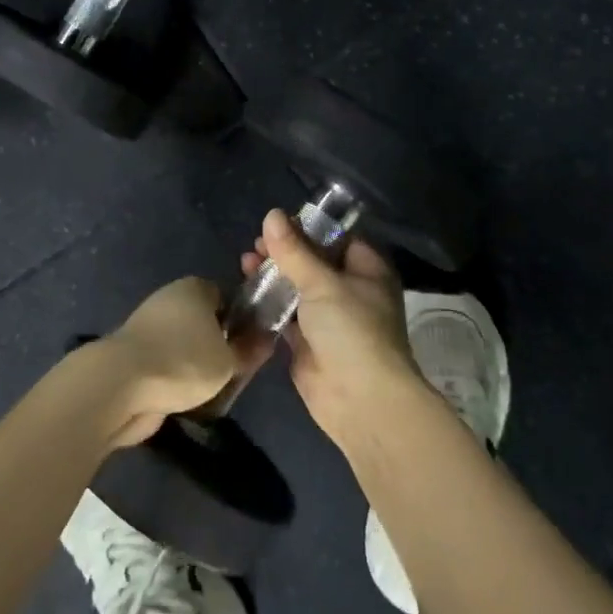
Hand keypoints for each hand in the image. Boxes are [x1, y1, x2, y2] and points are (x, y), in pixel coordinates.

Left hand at [89, 277, 275, 448]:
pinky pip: (166, 364)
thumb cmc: (183, 360)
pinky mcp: (133, 355)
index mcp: (194, 288)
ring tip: (212, 390)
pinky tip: (186, 398)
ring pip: (185, 344)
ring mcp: (148, 327)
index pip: (227, 297)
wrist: (119, 385)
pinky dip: (175, 378)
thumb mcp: (228, 360)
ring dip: (196, 365)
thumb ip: (248, 350)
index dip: (242, 320)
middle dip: (218, 344)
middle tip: (234, 370)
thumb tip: (265, 340)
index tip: (251, 345)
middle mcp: (170, 300)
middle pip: (204, 321)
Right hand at [242, 209, 420, 449]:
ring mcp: (330, 319)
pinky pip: (286, 316)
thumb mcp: (322, 283)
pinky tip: (245, 291)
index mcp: (367, 270)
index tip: (278, 221)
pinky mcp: (309, 343)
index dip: (309, 228)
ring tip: (245, 262)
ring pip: (298, 288)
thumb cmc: (351, 329)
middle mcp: (351, 291)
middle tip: (255, 244)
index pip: (338, 238)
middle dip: (285, 252)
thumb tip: (272, 214)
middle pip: (314, 263)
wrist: (360, 399)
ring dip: (273, 276)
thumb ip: (294, 251)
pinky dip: (268, 304)